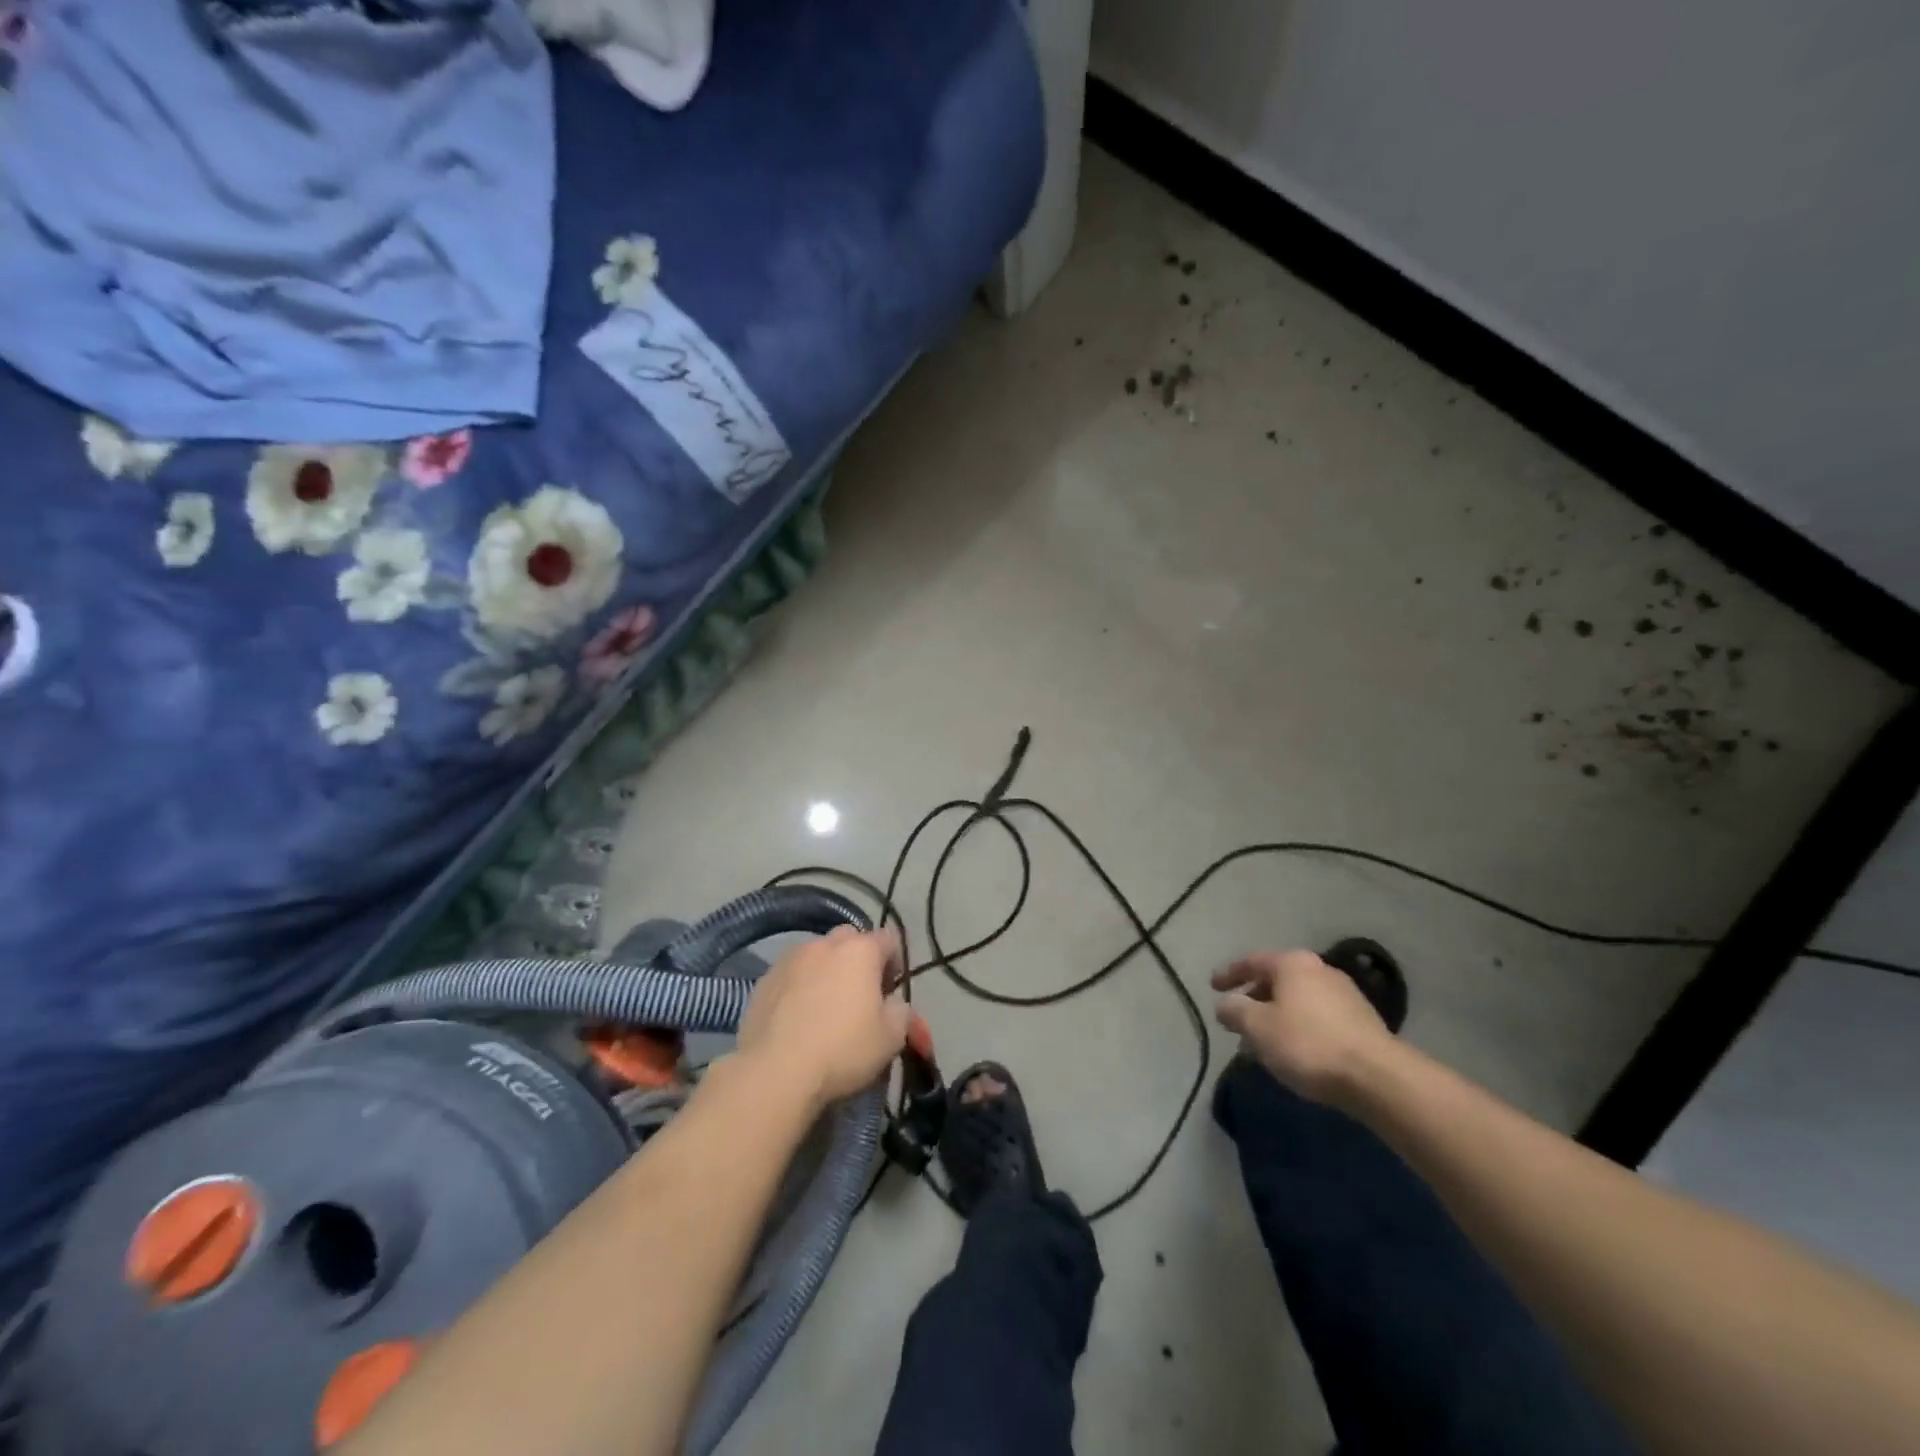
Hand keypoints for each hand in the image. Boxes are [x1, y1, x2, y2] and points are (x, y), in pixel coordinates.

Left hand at [736, 926, 910, 1110]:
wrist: (775, 1072)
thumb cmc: (843, 1050)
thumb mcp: (891, 1038)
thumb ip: (901, 1011)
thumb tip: (893, 1003)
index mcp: (861, 950)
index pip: (889, 938)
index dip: (896, 961)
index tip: (891, 990)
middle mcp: (825, 944)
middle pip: (850, 939)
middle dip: (859, 959)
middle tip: (860, 994)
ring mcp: (790, 959)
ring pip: (817, 954)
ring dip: (827, 971)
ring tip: (825, 1007)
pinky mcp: (764, 980)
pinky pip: (791, 974)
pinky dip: (799, 987)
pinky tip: (797, 1018)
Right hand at [1213, 950, 1395, 1104]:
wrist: (1378, 1078)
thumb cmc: (1308, 1044)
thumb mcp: (1258, 1027)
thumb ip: (1235, 1010)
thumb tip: (1225, 1003)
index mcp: (1292, 964)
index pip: (1251, 961)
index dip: (1229, 974)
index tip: (1212, 986)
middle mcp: (1320, 970)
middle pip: (1277, 980)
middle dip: (1255, 999)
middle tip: (1238, 1020)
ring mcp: (1345, 994)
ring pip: (1298, 1000)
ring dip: (1277, 1016)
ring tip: (1264, 1041)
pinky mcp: (1363, 1021)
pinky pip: (1318, 1017)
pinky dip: (1300, 1027)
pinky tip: (1296, 1051)